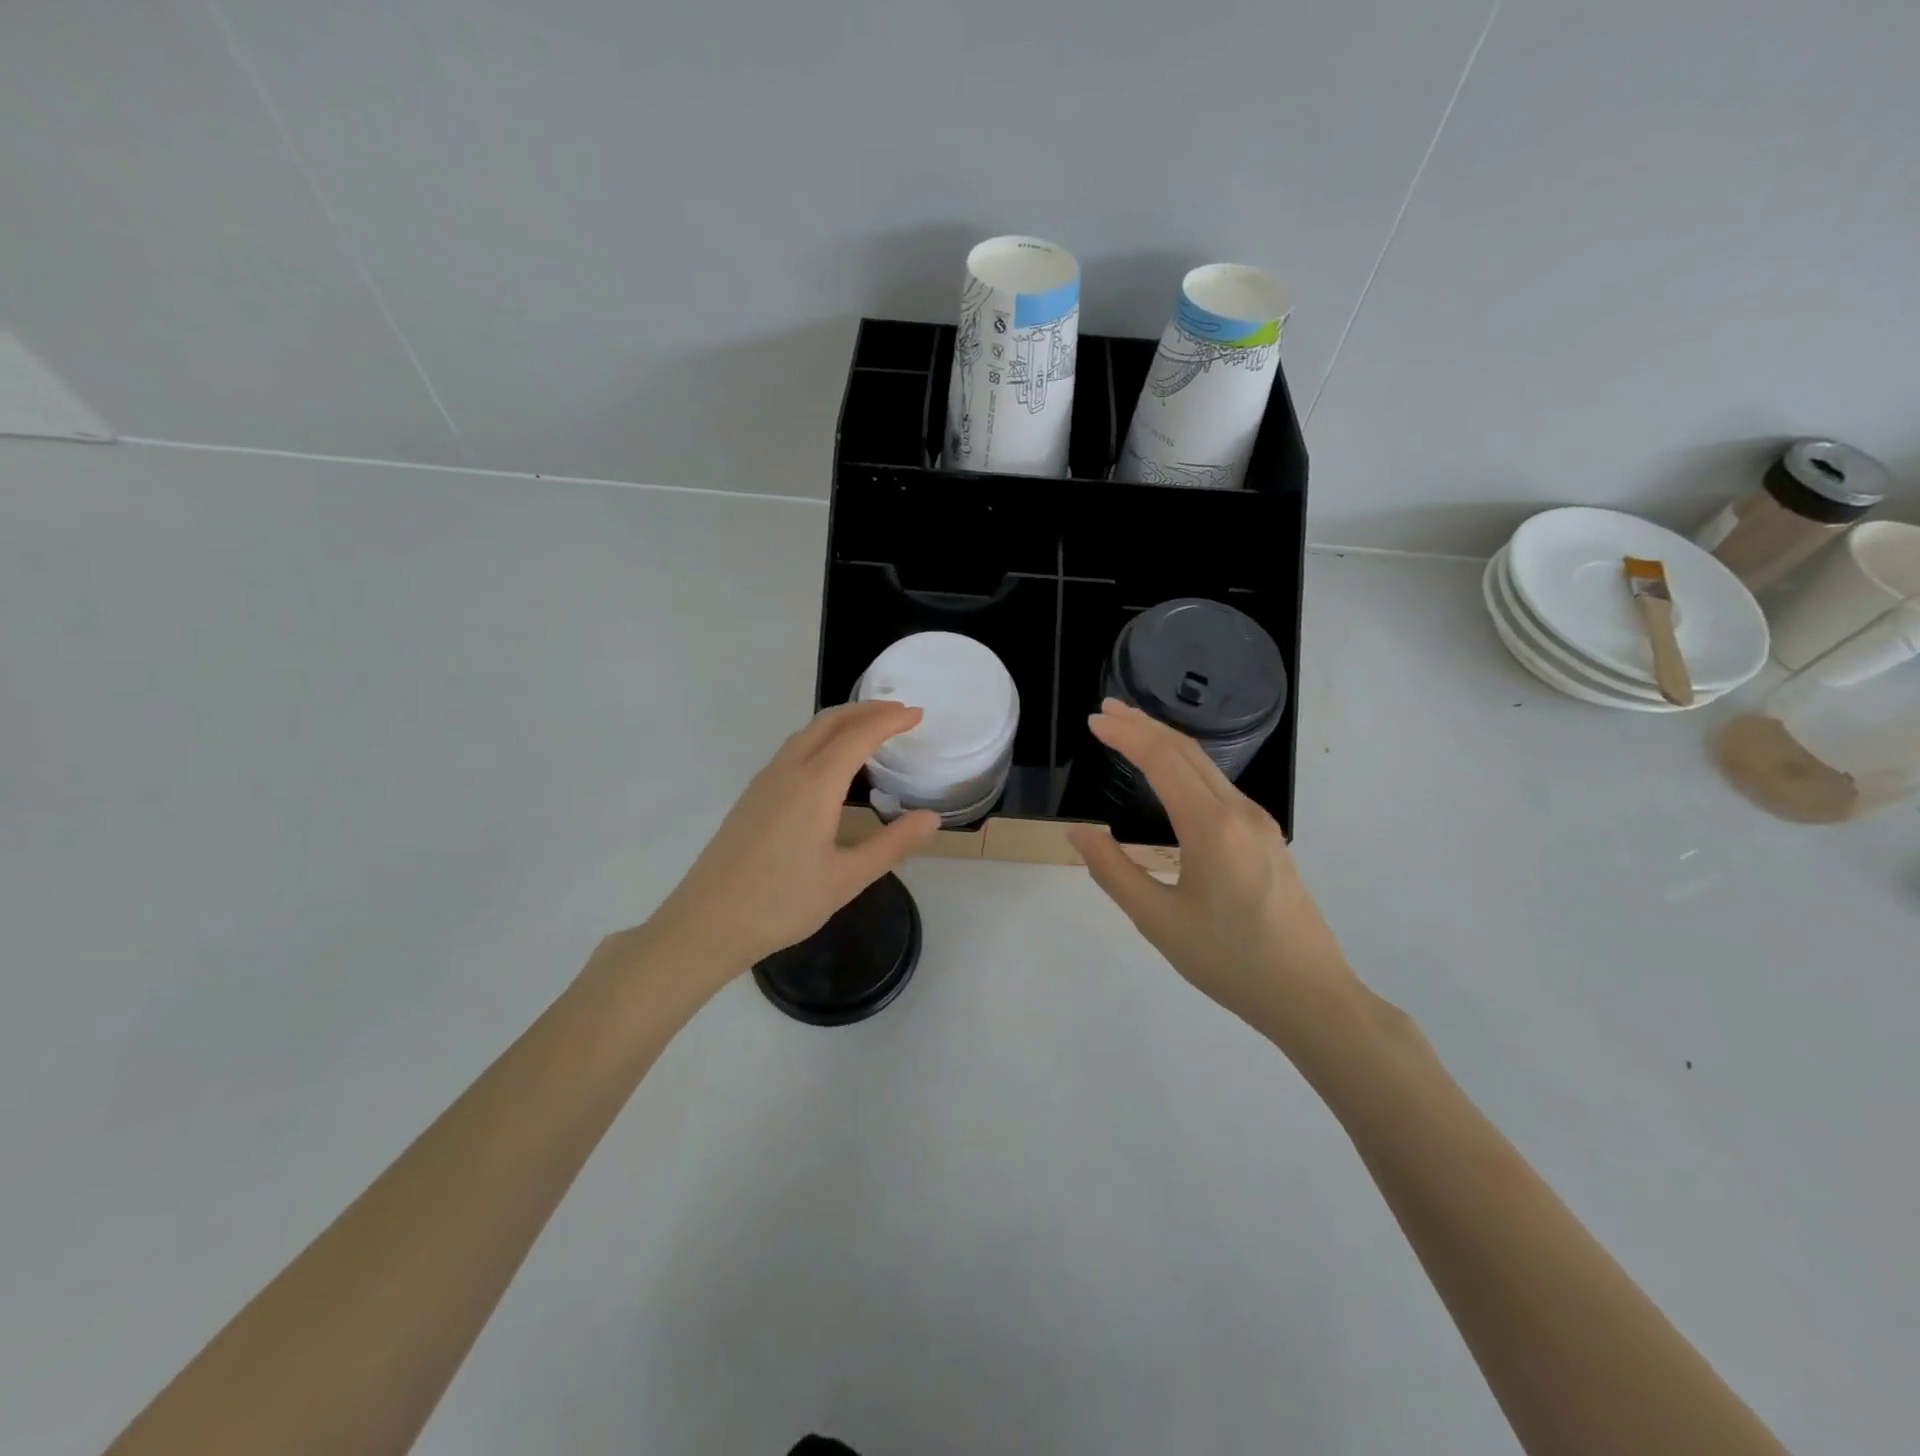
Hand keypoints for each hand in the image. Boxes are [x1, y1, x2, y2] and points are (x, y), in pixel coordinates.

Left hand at [643, 701, 940, 981]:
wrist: (707, 923)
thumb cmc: (782, 903)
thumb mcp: (847, 879)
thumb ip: (892, 844)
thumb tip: (931, 818)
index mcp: (815, 785)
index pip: (859, 736)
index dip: (890, 720)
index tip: (918, 714)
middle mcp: (788, 772)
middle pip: (829, 722)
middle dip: (866, 710)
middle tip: (899, 712)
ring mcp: (765, 782)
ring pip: (806, 733)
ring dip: (841, 722)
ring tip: (869, 730)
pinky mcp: (752, 797)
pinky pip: (792, 750)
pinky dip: (821, 739)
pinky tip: (829, 764)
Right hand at [1066, 700, 1360, 1049]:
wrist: (1311, 996)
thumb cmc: (1229, 961)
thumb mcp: (1158, 920)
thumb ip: (1113, 871)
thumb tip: (1079, 833)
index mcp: (1211, 826)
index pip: (1162, 760)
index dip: (1125, 735)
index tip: (1094, 720)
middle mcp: (1239, 811)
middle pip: (1187, 751)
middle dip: (1144, 725)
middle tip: (1107, 711)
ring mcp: (1259, 823)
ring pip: (1207, 767)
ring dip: (1166, 743)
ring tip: (1131, 732)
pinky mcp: (1267, 838)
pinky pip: (1219, 787)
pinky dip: (1186, 767)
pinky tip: (1171, 777)